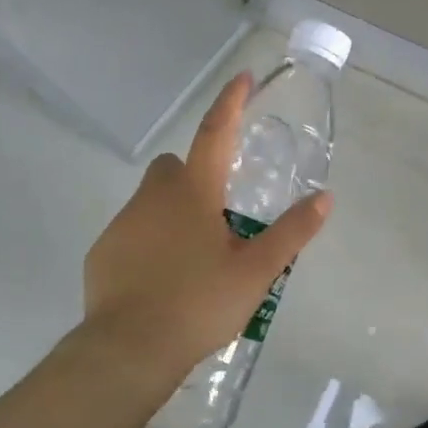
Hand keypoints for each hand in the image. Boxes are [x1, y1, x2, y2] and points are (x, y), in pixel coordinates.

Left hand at [80, 72, 331, 403]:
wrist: (129, 349)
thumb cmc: (199, 303)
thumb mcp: (257, 271)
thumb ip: (292, 232)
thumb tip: (324, 198)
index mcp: (194, 192)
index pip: (216, 132)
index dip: (231, 102)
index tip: (243, 77)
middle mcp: (153, 197)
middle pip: (177, 166)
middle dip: (197, 175)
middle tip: (221, 216)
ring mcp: (122, 223)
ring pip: (153, 200)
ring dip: (174, 212)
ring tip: (195, 257)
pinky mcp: (103, 251)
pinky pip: (133, 231)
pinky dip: (150, 240)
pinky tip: (163, 278)